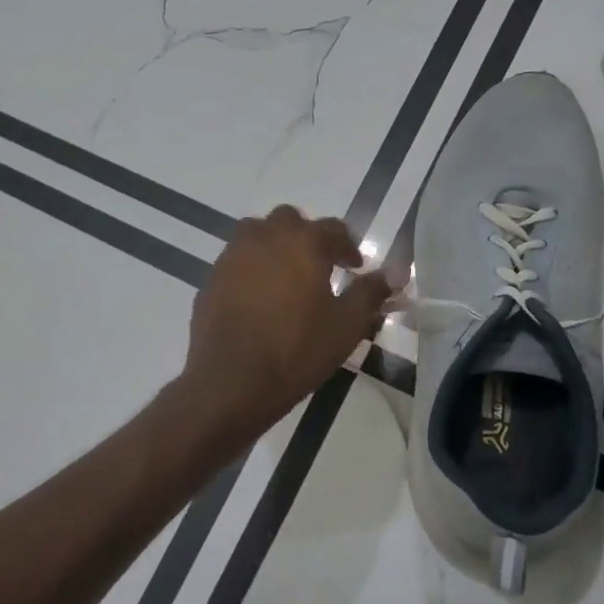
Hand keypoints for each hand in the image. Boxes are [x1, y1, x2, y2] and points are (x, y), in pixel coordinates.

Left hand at [181, 206, 391, 436]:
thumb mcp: (346, 326)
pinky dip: (252, 269)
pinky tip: (259, 300)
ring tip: (288, 278)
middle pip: (290, 221)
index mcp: (302, 242)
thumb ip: (370, 293)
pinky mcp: (211, 279)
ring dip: (276, 247)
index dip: (348, 247)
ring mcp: (232, 256)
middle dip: (308, 238)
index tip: (356, 269)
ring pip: (257, 234)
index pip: (333, 229)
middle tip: (320, 267)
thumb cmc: (296, 351)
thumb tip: (392, 274)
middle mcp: (264, 237)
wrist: (231, 382)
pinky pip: (237, 261)